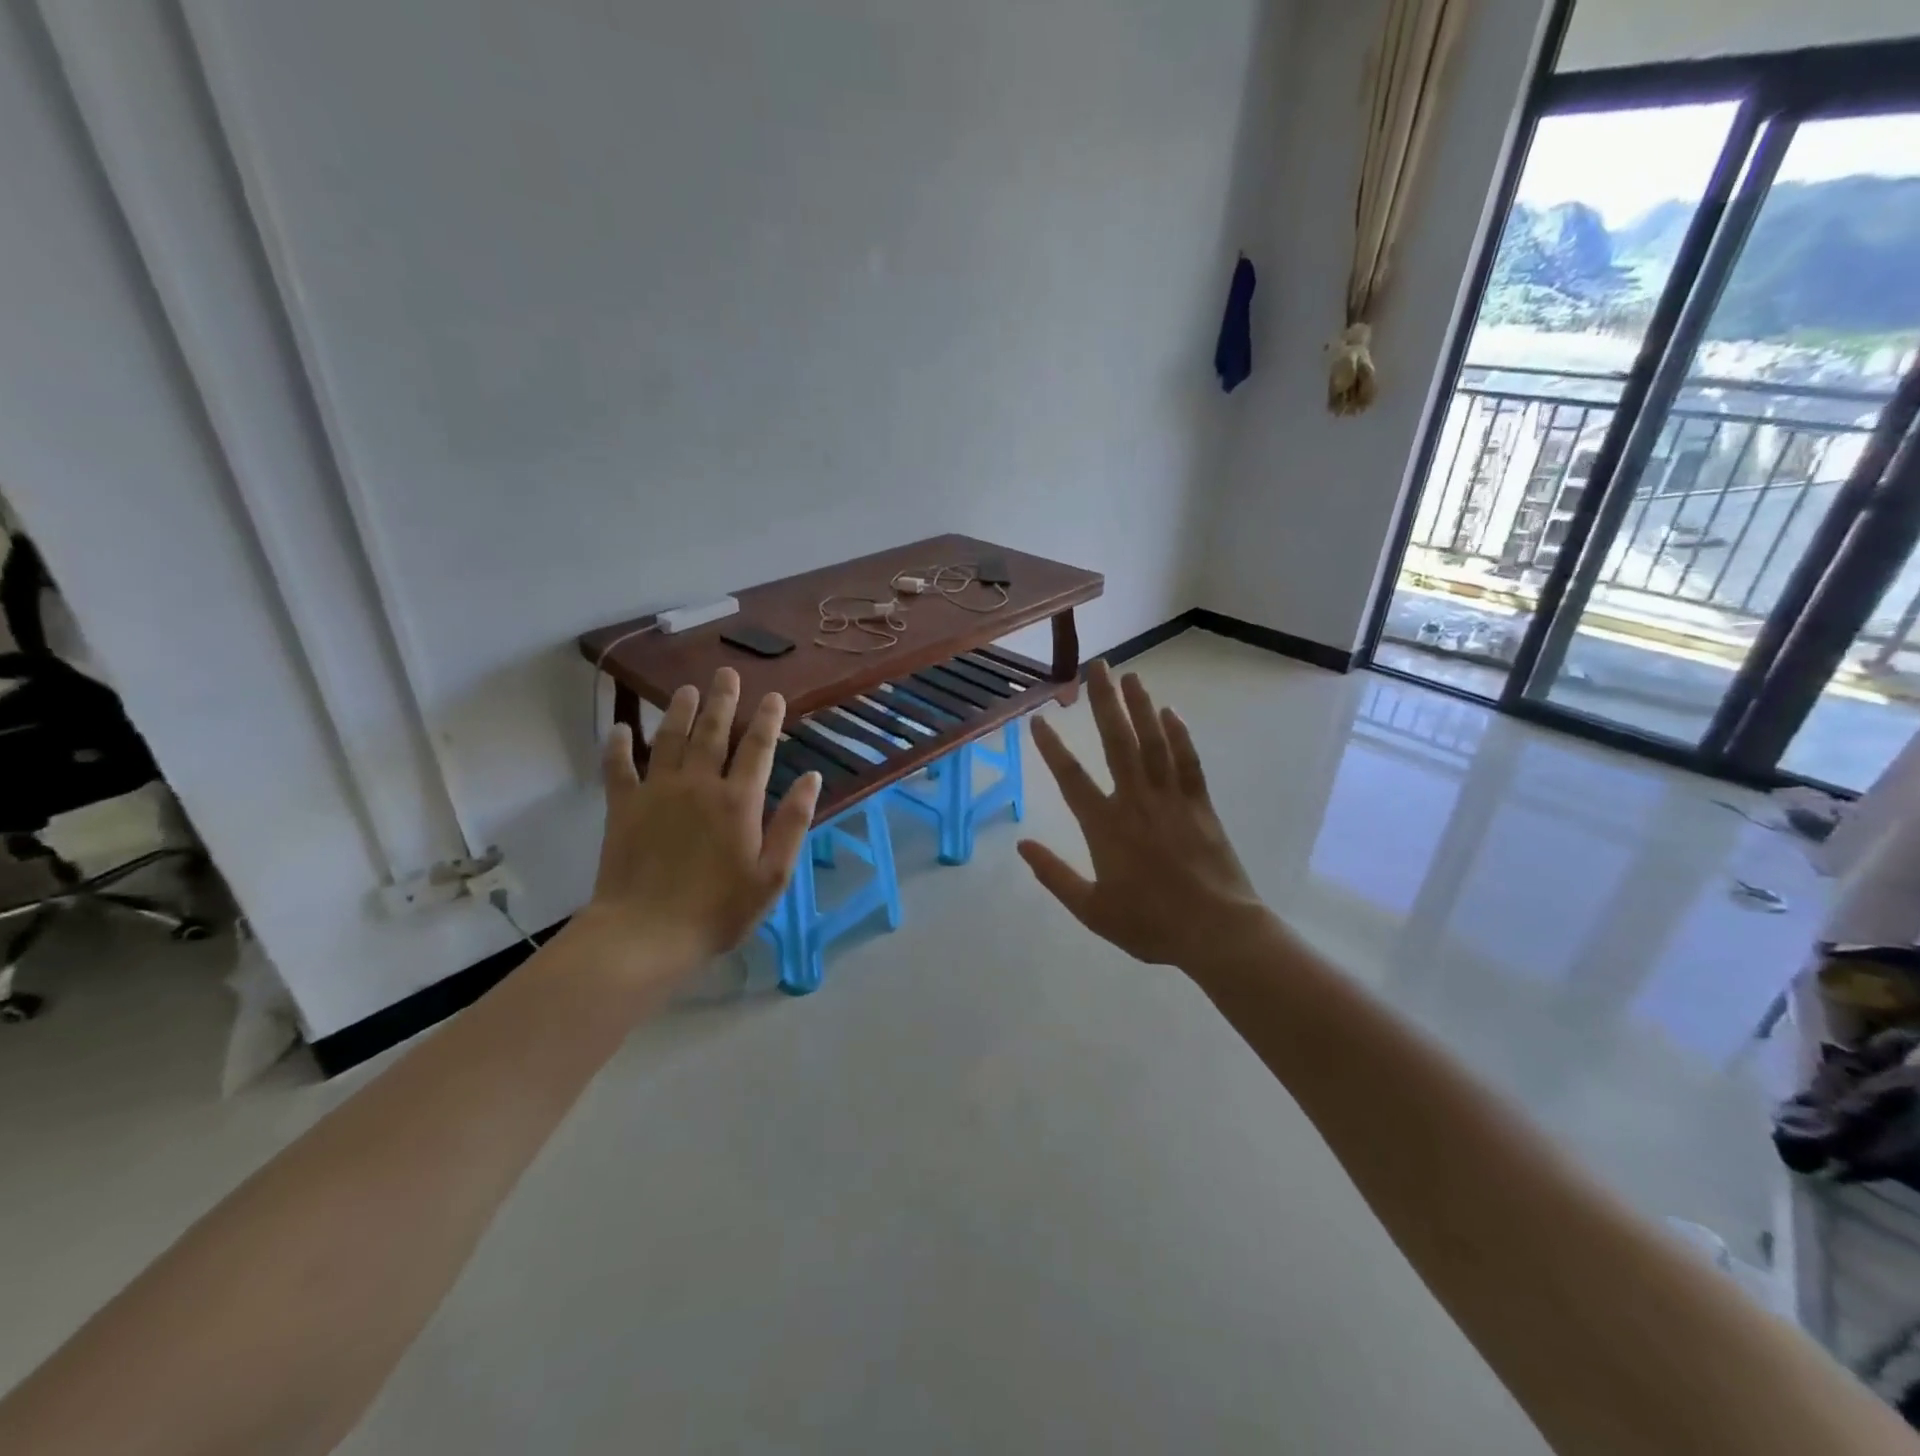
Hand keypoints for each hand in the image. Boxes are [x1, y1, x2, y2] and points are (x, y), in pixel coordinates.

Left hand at [581, 667, 820, 972]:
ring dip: (679, 711)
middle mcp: (698, 785)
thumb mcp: (772, 875)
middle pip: (712, 732)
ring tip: (686, 689)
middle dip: (722, 700)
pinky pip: (618, 768)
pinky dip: (618, 746)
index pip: (757, 748)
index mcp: (738, 801)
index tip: (773, 696)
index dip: (767, 719)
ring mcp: (657, 792)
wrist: (646, 934)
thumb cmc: (718, 910)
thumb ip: (793, 823)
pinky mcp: (622, 808)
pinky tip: (621, 728)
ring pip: (669, 739)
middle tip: (726, 673)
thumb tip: (811, 778)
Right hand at [1018, 661, 1268, 973]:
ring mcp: (1171, 799)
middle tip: (1096, 666)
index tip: (1038, 718)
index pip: (1071, 777)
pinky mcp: (1200, 804)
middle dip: (1104, 702)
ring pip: (1153, 742)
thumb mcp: (1091, 910)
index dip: (1052, 747)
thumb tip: (1022, 845)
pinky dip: (1179, 735)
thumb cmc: (1150, 924)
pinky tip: (1170, 712)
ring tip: (1130, 675)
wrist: (1216, 932)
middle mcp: (1136, 801)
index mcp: (1105, 826)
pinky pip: (1188, 761)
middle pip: (1117, 742)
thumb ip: (1054, 875)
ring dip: (1140, 707)